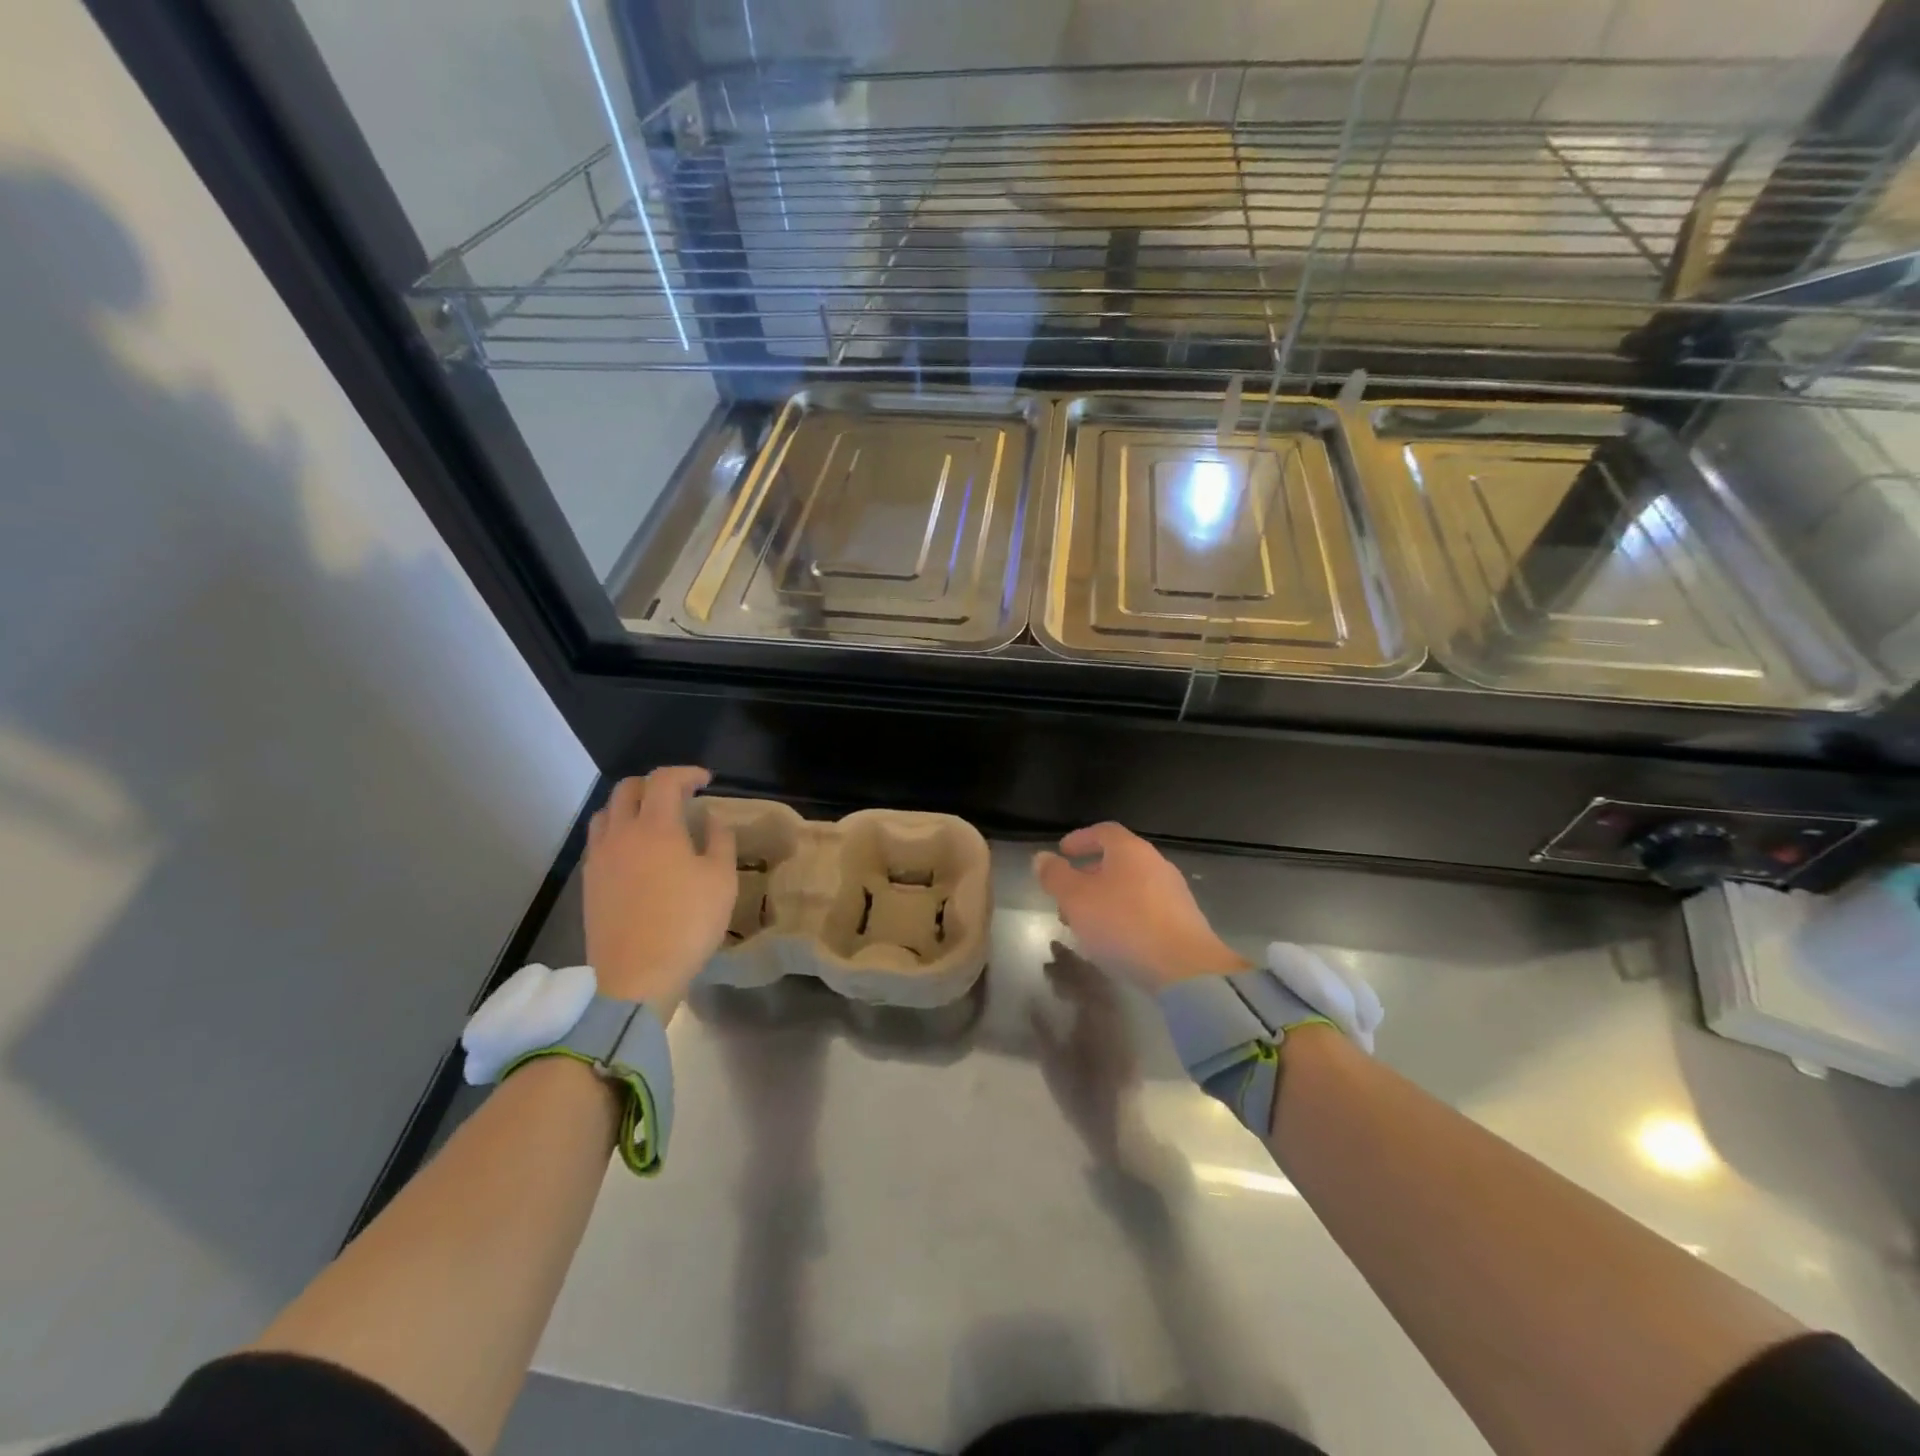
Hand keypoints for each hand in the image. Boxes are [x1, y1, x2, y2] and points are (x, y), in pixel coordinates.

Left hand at [584, 767, 736, 1003]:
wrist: (635, 976)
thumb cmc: (687, 923)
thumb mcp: (721, 880)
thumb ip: (719, 841)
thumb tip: (711, 819)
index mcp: (656, 827)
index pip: (664, 780)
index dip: (686, 773)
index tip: (706, 781)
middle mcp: (621, 834)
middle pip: (627, 789)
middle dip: (654, 784)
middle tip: (679, 796)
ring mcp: (599, 858)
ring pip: (606, 813)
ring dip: (630, 806)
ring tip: (652, 820)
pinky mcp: (589, 883)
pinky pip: (598, 841)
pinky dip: (617, 832)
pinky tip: (634, 852)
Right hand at [1030, 944, 1133, 1160]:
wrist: (1121, 1128)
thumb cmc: (1083, 1098)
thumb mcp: (1055, 1066)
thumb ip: (1043, 1031)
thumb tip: (1031, 1001)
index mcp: (1097, 1018)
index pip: (1083, 979)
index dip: (1067, 962)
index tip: (1050, 948)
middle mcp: (1113, 1015)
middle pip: (1096, 979)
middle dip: (1075, 964)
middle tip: (1052, 955)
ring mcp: (1122, 1025)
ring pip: (1104, 989)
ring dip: (1084, 976)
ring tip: (1061, 973)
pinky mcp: (1125, 1036)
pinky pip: (1109, 1001)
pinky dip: (1093, 991)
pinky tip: (1078, 996)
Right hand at [1033, 823, 1248, 990]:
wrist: (1186, 969)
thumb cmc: (1124, 924)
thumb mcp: (1076, 899)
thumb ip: (1055, 876)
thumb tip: (1042, 858)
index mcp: (1130, 850)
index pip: (1103, 831)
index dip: (1080, 839)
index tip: (1062, 852)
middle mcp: (1155, 863)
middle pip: (1118, 860)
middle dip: (1089, 874)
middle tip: (1067, 893)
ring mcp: (1173, 893)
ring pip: (1130, 886)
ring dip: (1105, 898)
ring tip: (1085, 921)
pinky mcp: (1183, 921)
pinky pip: (1145, 909)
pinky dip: (1124, 915)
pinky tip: (1114, 940)